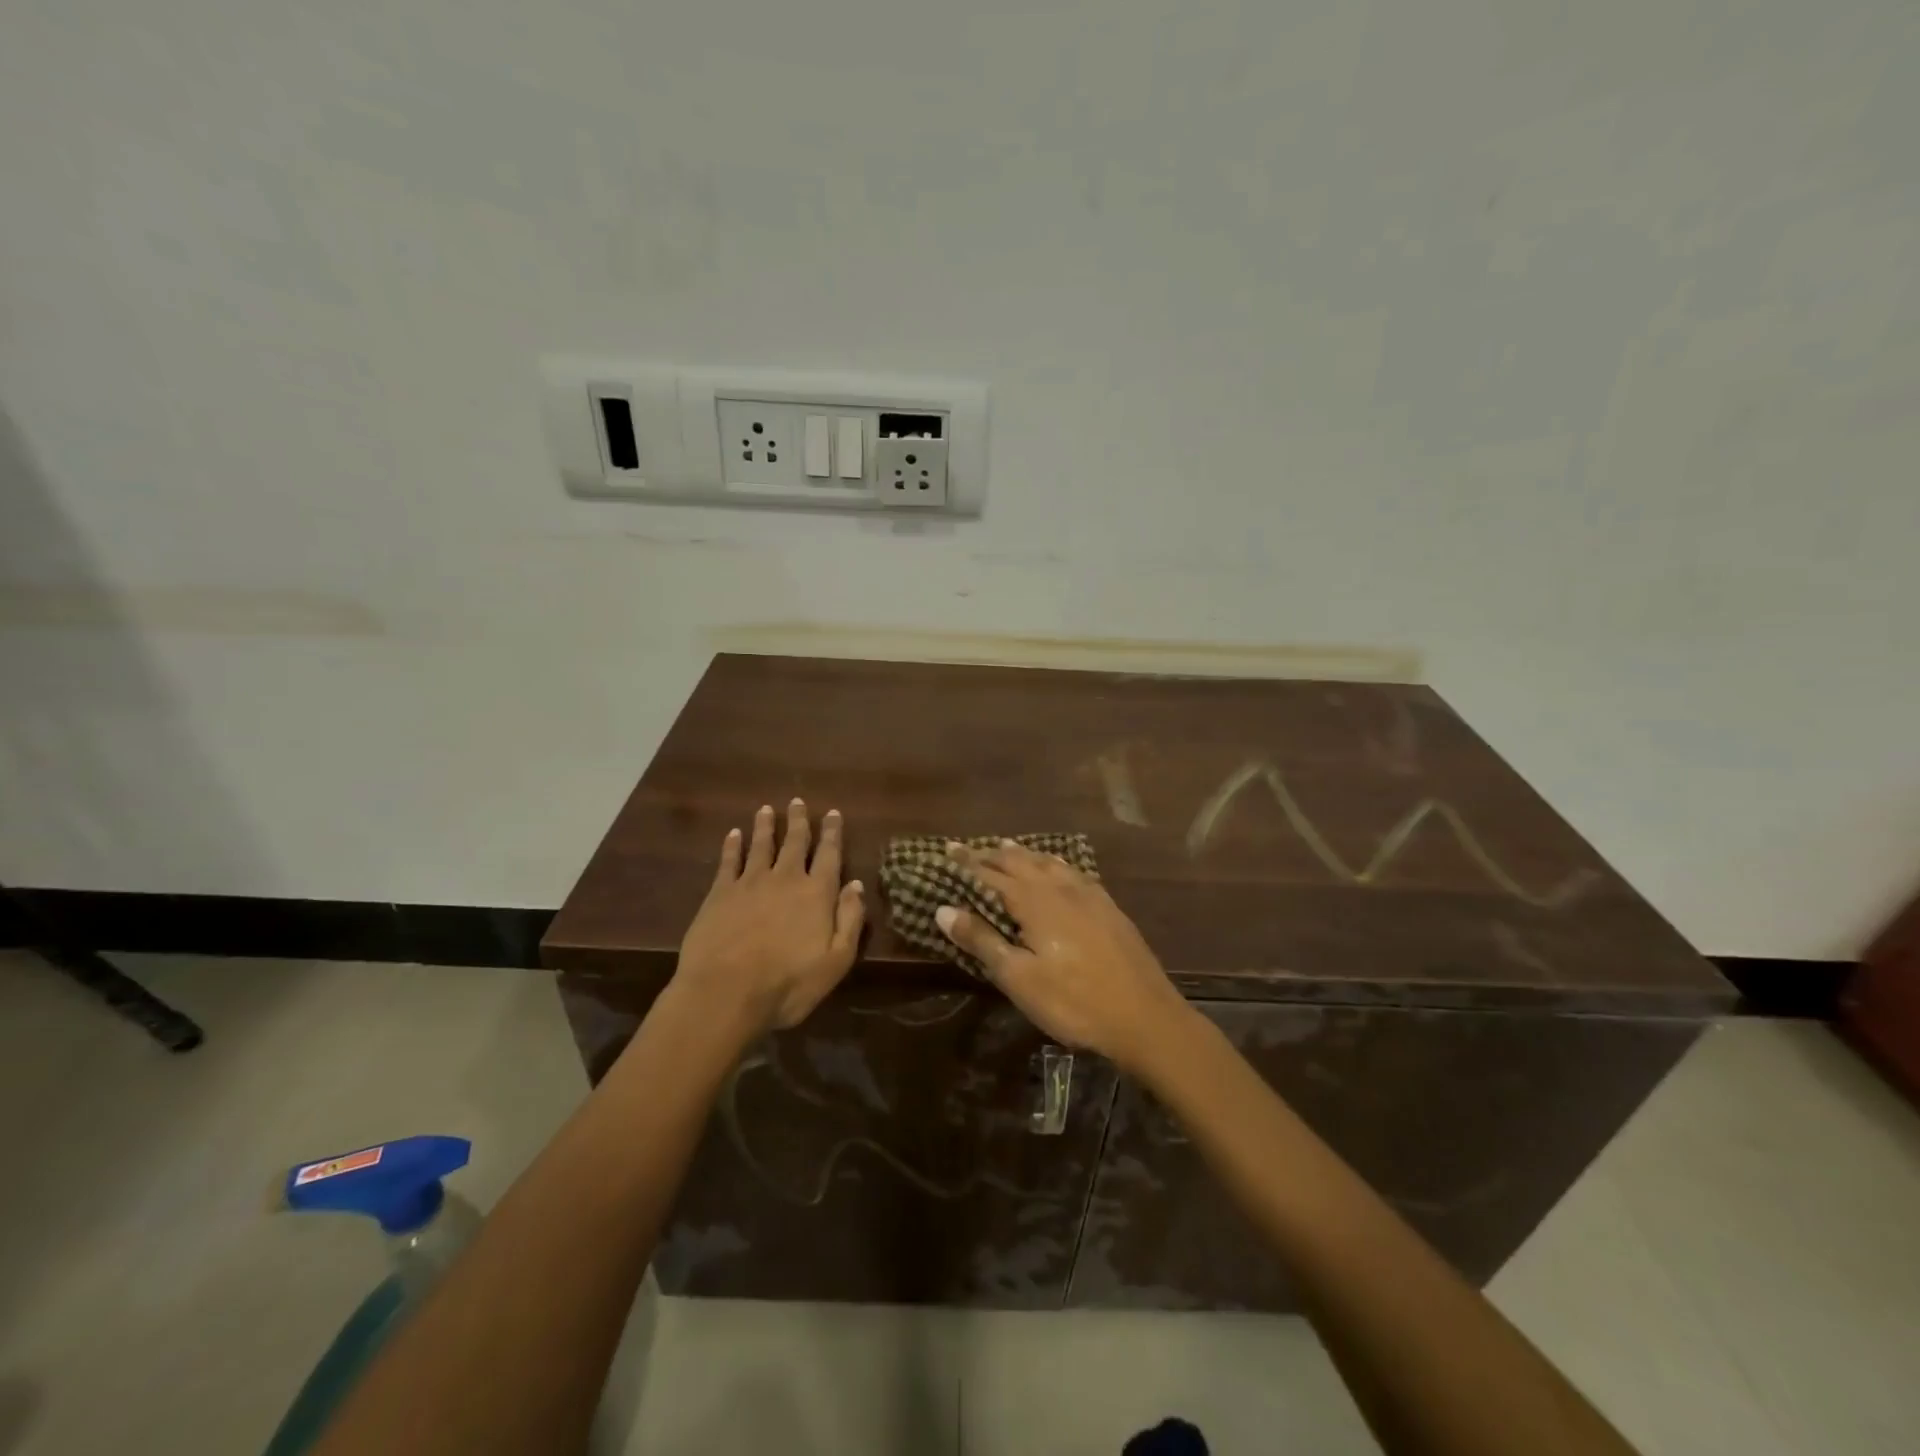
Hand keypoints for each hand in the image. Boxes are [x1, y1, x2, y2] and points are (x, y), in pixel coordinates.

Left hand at [674, 800, 865, 1031]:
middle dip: (798, 821)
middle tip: (797, 801)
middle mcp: (786, 879)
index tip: (832, 813)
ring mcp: (750, 883)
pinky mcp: (720, 893)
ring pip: (761, 845)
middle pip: (794, 843)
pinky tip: (733, 834)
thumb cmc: (789, 984)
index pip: (829, 855)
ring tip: (766, 809)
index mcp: (817, 894)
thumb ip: (849, 920)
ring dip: (765, 826)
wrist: (726, 992)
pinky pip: (729, 861)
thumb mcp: (836, 961)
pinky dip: (732, 845)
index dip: (832, 833)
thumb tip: (856, 885)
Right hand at [937, 839, 1188, 1071]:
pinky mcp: (1108, 907)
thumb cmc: (1073, 1002)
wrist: (1145, 1017)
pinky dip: (1054, 863)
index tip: (947, 848)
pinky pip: (1073, 872)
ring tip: (1007, 846)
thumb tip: (943, 909)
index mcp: (1034, 902)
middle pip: (1020, 862)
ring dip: (1023, 854)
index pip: (991, 873)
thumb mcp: (1019, 978)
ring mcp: (1088, 895)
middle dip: (992, 854)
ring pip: (1048, 863)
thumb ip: (982, 940)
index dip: (967, 862)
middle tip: (970, 848)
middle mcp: (1060, 888)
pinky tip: (1058, 868)